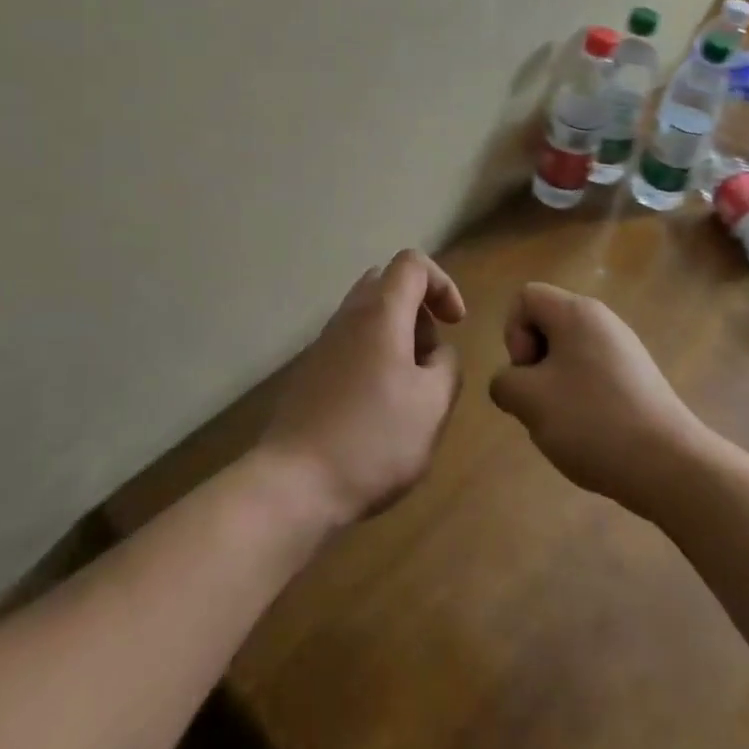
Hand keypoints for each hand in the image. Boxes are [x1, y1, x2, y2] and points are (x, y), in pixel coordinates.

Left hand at [259, 250, 465, 526]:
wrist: (293, 485)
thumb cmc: (373, 440)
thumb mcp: (433, 405)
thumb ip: (447, 366)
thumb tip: (437, 354)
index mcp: (381, 313)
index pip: (413, 263)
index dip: (443, 284)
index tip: (456, 324)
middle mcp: (348, 316)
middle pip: (388, 284)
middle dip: (419, 311)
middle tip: (430, 356)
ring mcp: (324, 343)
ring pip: (368, 315)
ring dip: (397, 337)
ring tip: (409, 388)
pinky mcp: (310, 371)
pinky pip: (351, 343)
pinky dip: (374, 357)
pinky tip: (379, 407)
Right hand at [488, 283, 710, 517]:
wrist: (668, 464)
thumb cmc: (592, 421)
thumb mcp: (529, 401)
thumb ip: (505, 383)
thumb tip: (512, 384)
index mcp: (577, 312)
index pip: (526, 297)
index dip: (513, 333)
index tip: (528, 372)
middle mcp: (603, 320)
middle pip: (547, 324)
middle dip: (532, 363)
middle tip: (541, 402)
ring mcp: (625, 348)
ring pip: (568, 354)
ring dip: (554, 385)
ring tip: (564, 423)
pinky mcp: (638, 377)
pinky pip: (593, 373)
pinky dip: (581, 397)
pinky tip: (590, 432)